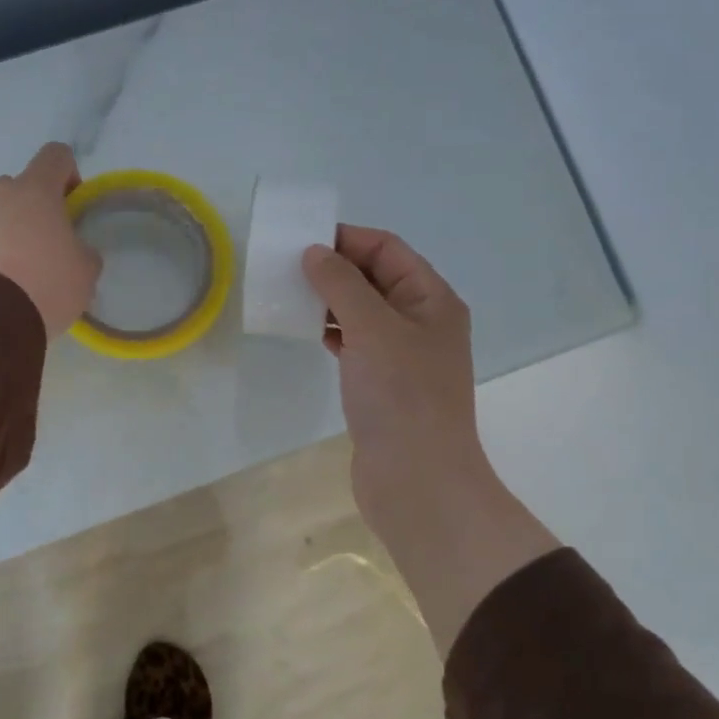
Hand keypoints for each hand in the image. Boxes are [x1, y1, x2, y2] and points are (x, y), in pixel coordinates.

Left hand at [0, 143, 101, 338]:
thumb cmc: (45, 285)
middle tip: (46, 248)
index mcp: (35, 190)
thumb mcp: (85, 271)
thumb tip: (73, 251)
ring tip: (17, 274)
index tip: (73, 207)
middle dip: (34, 211)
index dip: (69, 175)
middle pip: (20, 188)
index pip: (56, 155)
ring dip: (7, 233)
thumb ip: (83, 250)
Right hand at [302, 227, 483, 533]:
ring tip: (289, 296)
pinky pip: (355, 343)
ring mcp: (403, 355)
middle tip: (287, 267)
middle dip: (334, 268)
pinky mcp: (383, 384)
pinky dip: (331, 332)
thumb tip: (315, 252)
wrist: (417, 480)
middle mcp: (421, 321)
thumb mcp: (372, 329)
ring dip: (329, 300)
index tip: (302, 239)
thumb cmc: (401, 396)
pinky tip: (305, 332)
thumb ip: (342, 284)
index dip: (347, 238)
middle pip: (375, 278)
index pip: (388, 249)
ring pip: (362, 312)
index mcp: (432, 299)